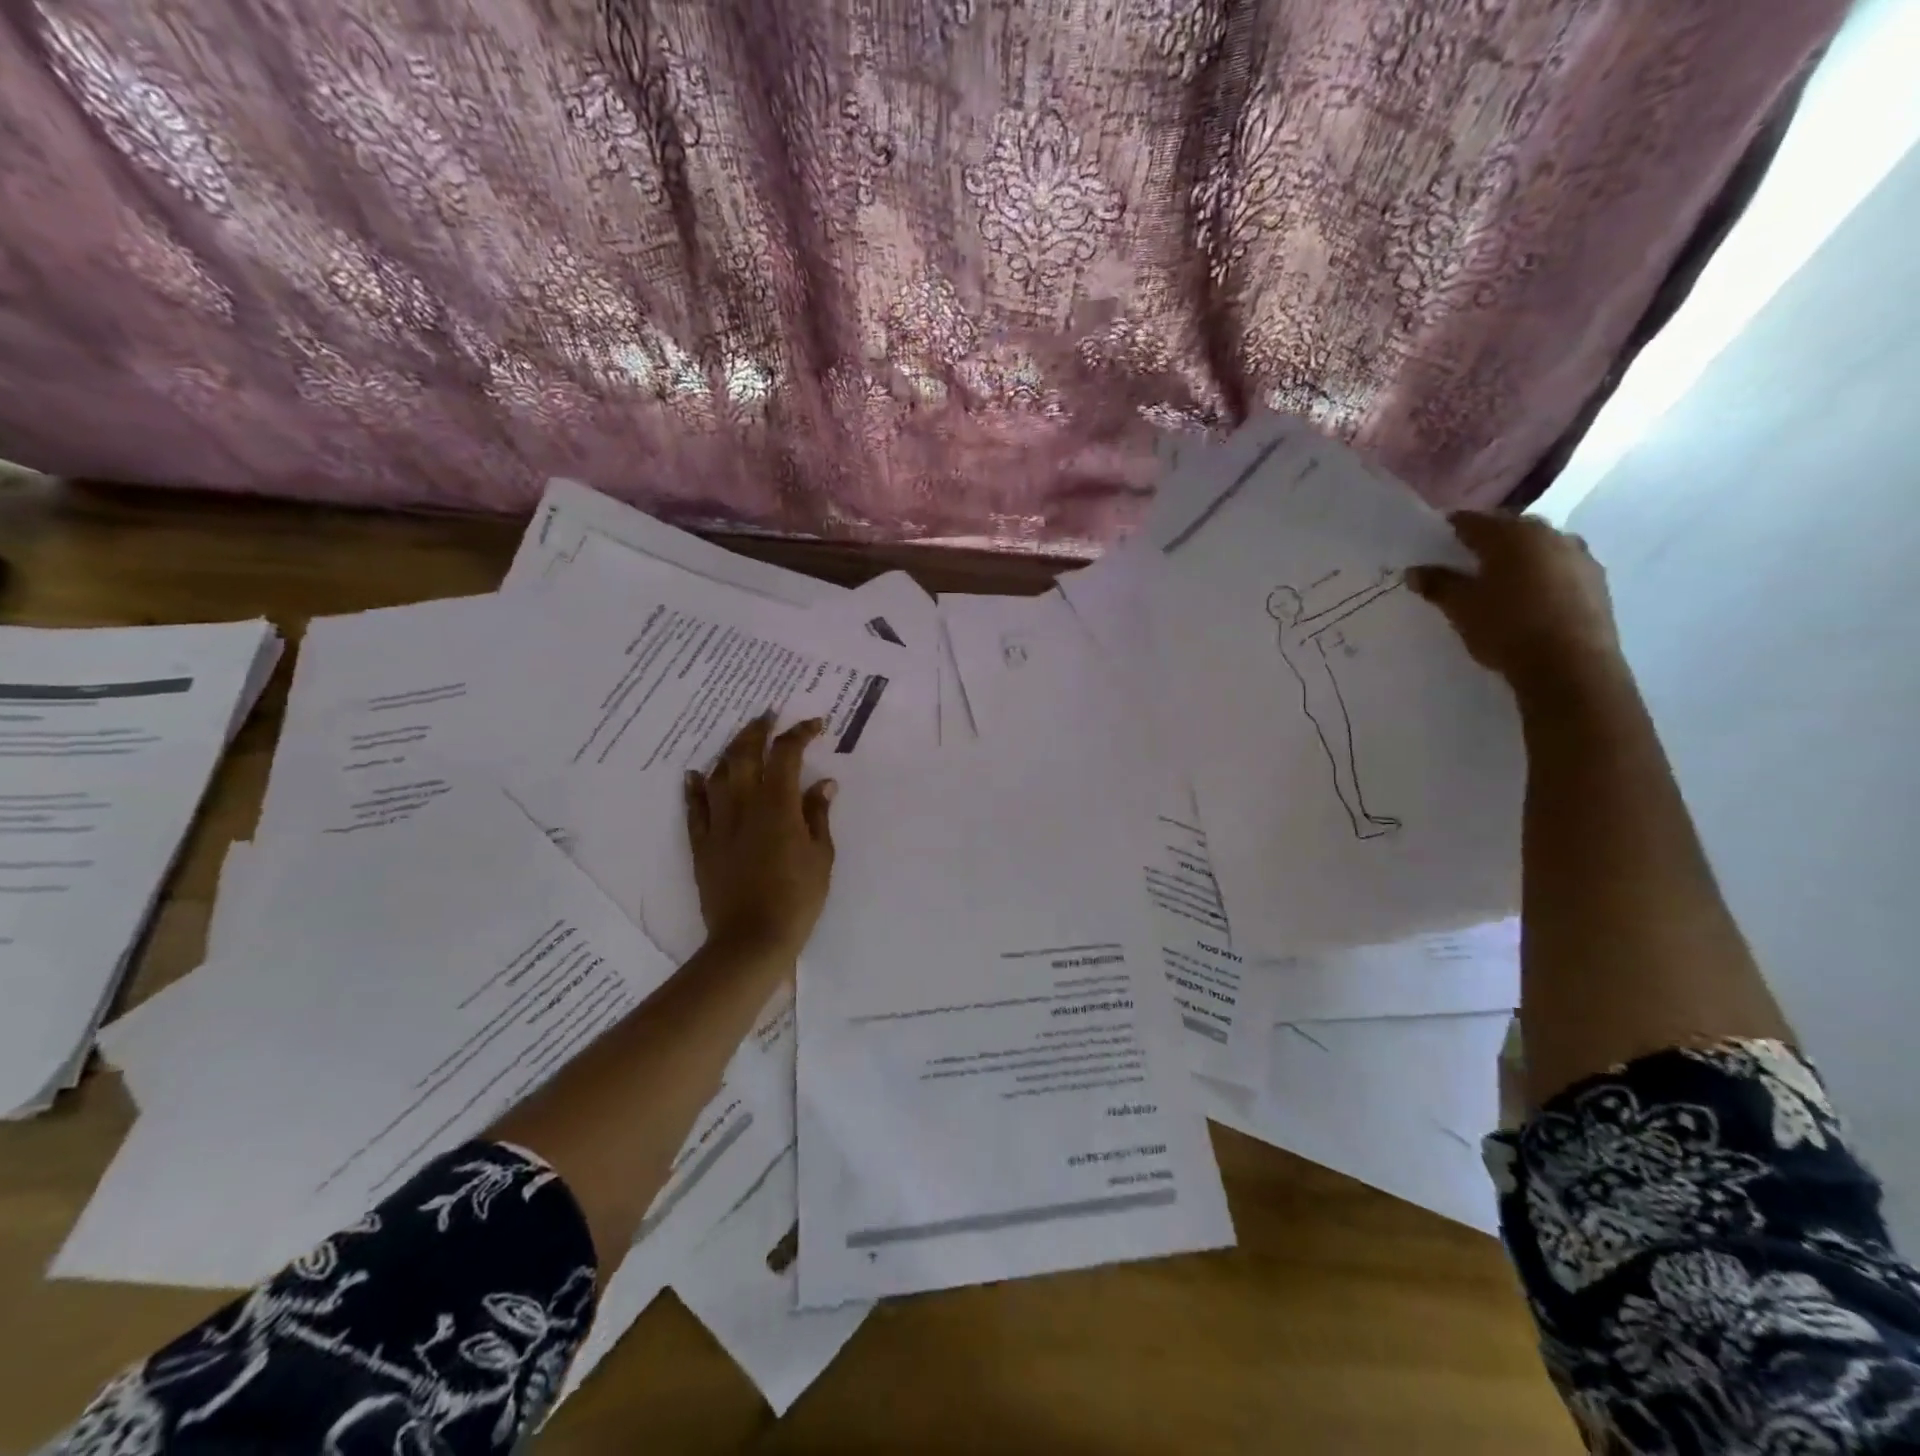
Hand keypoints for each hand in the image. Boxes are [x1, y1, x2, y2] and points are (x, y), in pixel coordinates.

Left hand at [685, 713, 835, 959]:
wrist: (751, 938)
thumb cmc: (797, 898)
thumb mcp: (821, 856)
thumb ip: (818, 815)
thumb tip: (823, 783)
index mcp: (778, 806)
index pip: (787, 755)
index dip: (799, 734)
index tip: (814, 725)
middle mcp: (744, 805)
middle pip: (745, 754)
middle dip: (757, 730)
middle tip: (768, 717)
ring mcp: (718, 824)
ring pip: (718, 774)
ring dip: (730, 751)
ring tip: (741, 741)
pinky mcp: (701, 844)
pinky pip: (694, 807)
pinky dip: (694, 787)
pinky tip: (695, 775)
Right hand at [1408, 511, 1620, 688]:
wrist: (1570, 664)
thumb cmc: (1506, 627)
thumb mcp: (1461, 607)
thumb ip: (1437, 584)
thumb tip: (1415, 571)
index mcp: (1511, 535)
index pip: (1472, 520)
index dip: (1451, 528)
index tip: (1437, 542)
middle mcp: (1548, 534)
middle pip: (1509, 529)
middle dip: (1488, 540)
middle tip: (1466, 561)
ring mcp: (1578, 555)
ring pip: (1538, 546)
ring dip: (1518, 556)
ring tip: (1500, 580)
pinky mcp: (1597, 579)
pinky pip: (1559, 566)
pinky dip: (1542, 573)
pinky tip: (1531, 596)